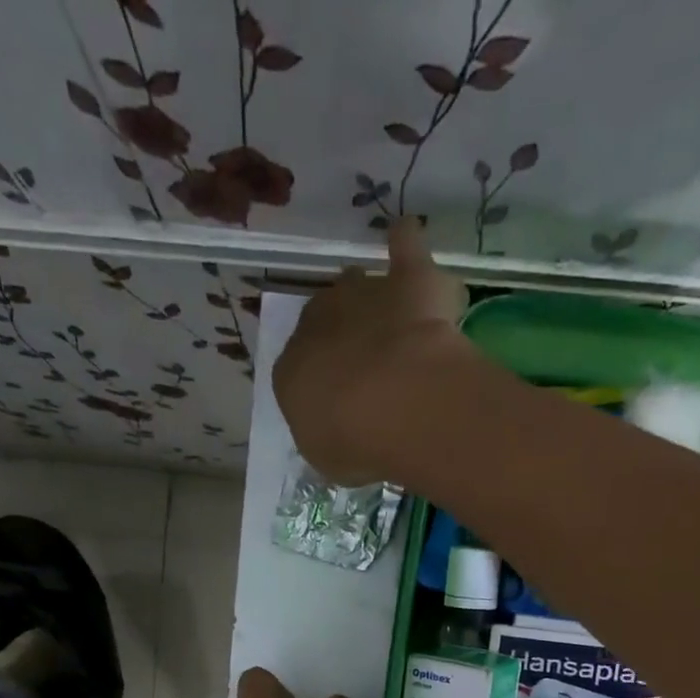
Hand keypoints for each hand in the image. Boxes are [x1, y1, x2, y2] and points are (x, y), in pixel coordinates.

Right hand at [273, 216, 471, 483]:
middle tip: (367, 364)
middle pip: (325, 320)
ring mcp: (363, 295)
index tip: (339, 400)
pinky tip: (407, 239)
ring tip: (388, 318)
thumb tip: (336, 432)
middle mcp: (318, 322)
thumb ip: (328, 436)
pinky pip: (404, 247)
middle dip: (341, 336)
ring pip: (359, 286)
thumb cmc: (352, 442)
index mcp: (291, 370)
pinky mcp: (408, 280)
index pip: (298, 369)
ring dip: (369, 300)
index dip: (320, 382)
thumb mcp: (328, 457)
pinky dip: (405, 243)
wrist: (395, 403)